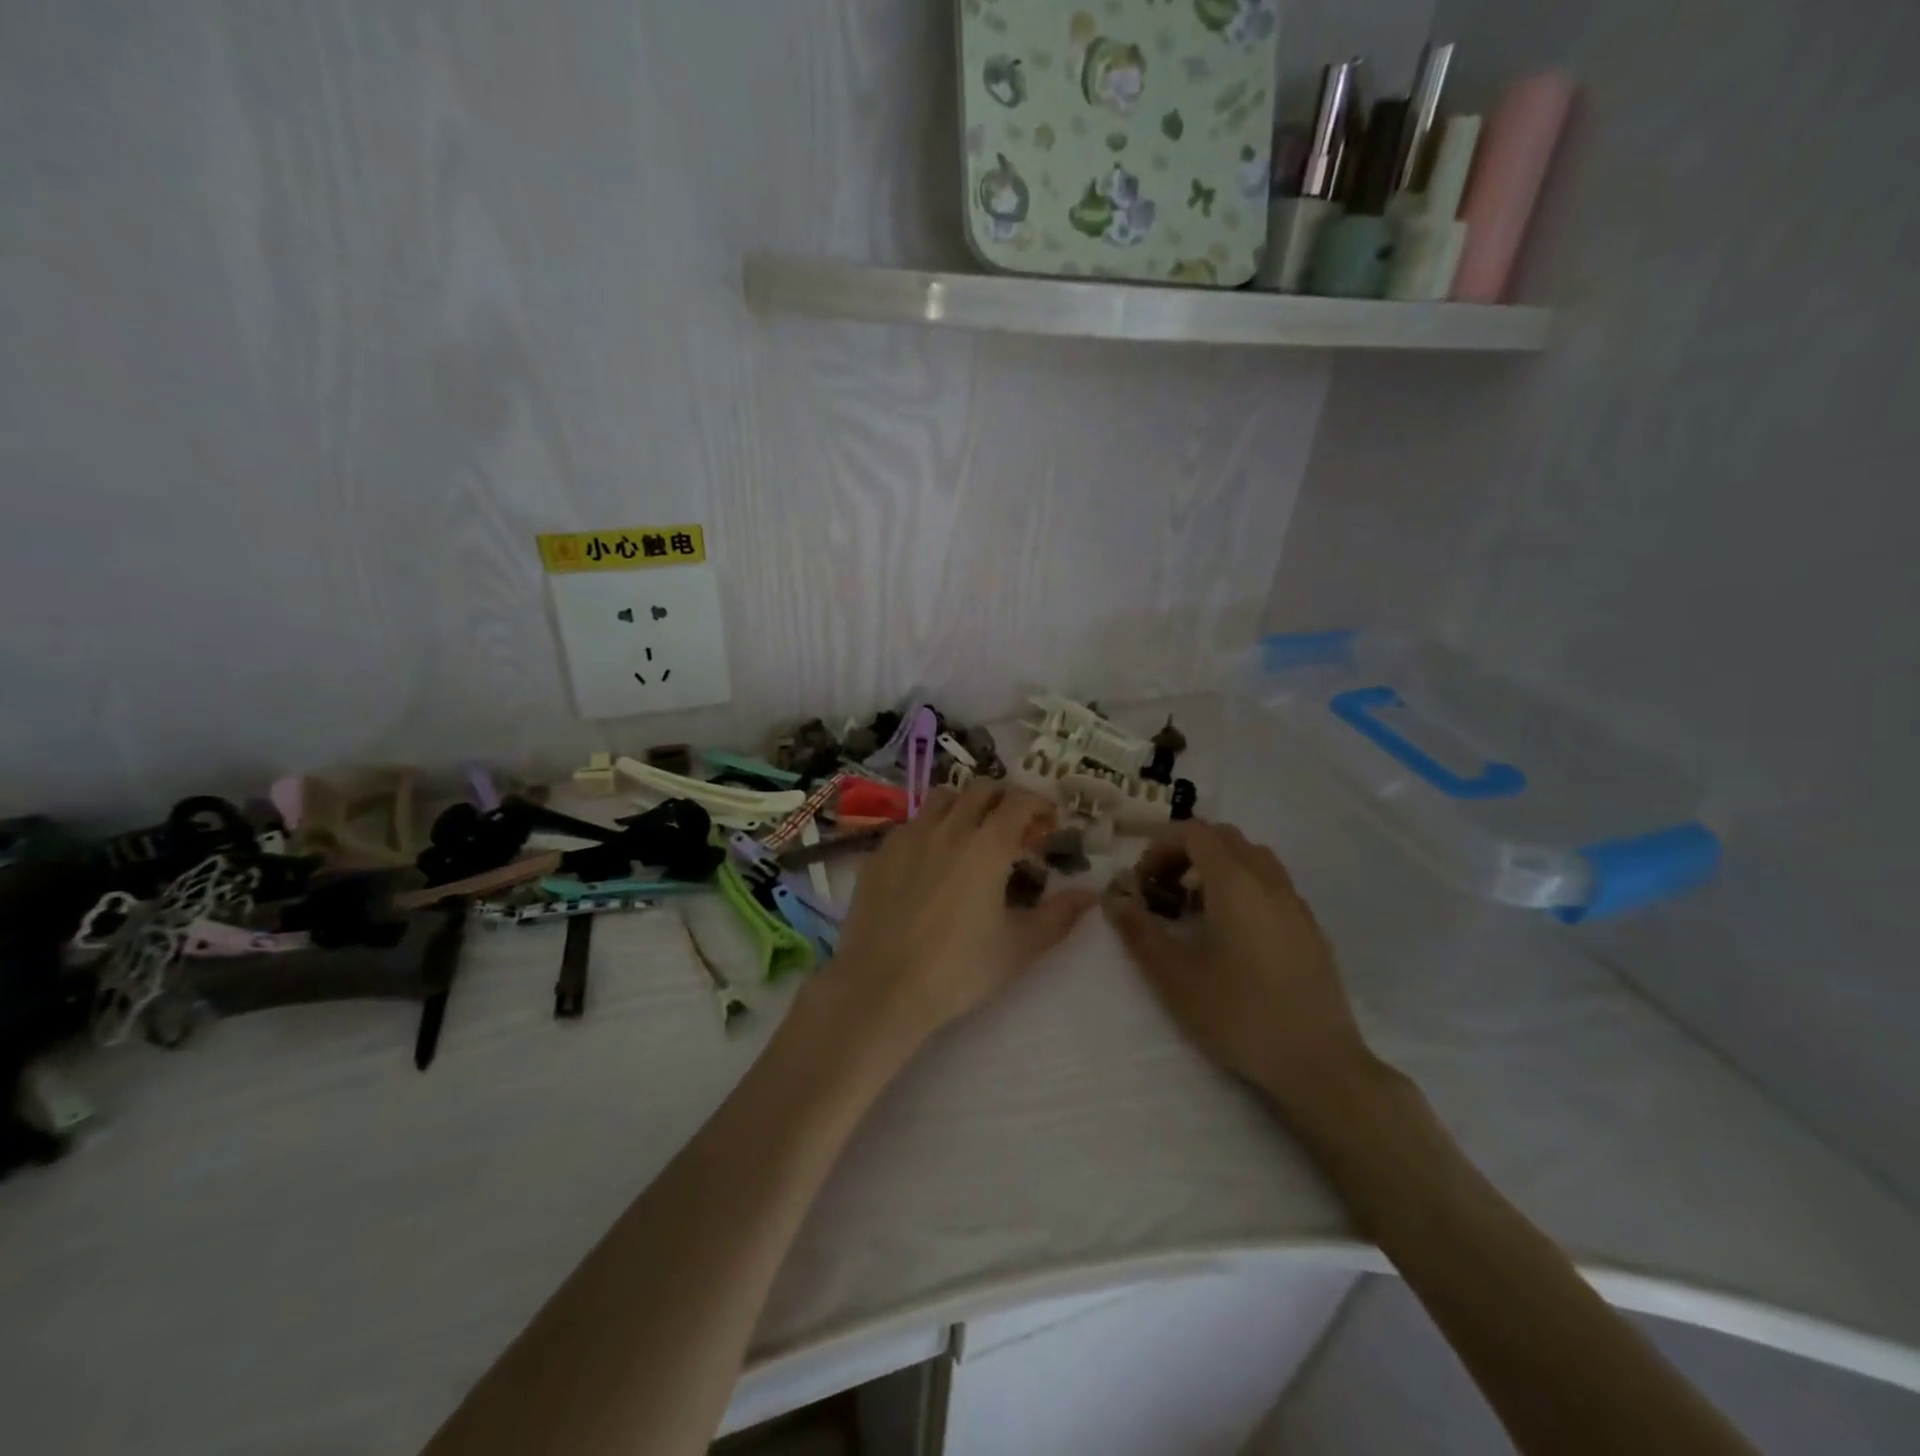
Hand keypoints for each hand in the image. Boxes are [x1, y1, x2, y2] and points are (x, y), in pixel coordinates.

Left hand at [827, 780, 1096, 1046]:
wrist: (882, 987)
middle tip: (1013, 830)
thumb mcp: (1019, 947)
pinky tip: (930, 862)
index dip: (1040, 805)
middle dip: (1004, 800)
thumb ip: (1059, 915)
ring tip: (970, 836)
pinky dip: (930, 828)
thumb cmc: (958, 969)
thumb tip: (1090, 893)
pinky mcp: (880, 853)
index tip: (1047, 826)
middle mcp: (948, 828)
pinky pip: (911, 823)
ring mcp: (909, 836)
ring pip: (942, 797)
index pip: (1020, 800)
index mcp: (987, 845)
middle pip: (981, 788)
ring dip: (964, 805)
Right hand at [1103, 820, 1379, 1119]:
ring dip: (1217, 866)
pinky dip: (1244, 887)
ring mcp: (1296, 904)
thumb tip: (1114, 898)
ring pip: (1253, 858)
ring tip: (1196, 908)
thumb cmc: (1238, 1015)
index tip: (1143, 880)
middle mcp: (1269, 881)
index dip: (1161, 845)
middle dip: (1187, 851)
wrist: (1318, 1064)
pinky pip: (1272, 884)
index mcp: (1235, 883)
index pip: (1195, 832)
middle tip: (1164, 888)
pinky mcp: (1311, 928)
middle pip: (1224, 837)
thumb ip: (1139, 931)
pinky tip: (1233, 933)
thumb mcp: (1175, 976)